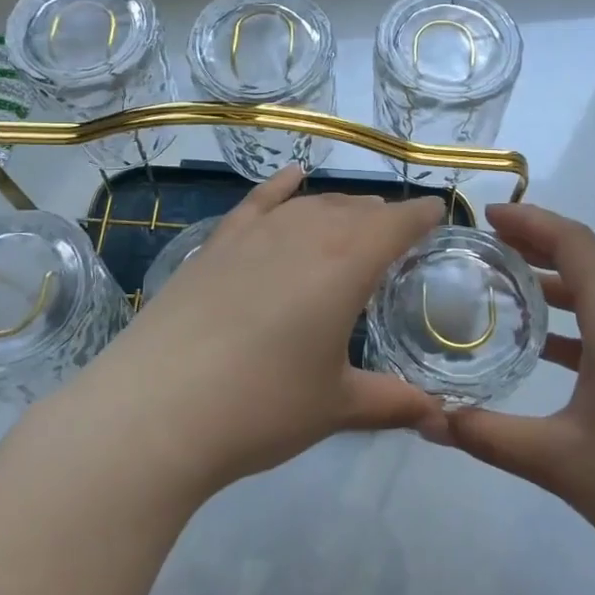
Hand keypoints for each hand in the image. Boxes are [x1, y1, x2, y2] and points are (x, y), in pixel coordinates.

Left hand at [72, 166, 446, 495]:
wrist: (155, 412)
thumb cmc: (261, 407)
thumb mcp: (335, 407)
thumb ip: (392, 402)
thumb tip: (439, 418)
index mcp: (345, 264)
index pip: (396, 224)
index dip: (422, 216)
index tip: (438, 215)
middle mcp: (304, 234)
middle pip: (354, 209)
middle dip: (382, 217)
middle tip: (397, 236)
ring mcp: (254, 235)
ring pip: (310, 204)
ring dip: (339, 207)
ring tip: (354, 218)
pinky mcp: (215, 244)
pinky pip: (257, 202)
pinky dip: (279, 187)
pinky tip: (292, 176)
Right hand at [440, 203, 594, 594]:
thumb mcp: (557, 461)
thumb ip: (487, 436)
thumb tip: (426, 423)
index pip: (575, 244)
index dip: (530, 221)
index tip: (487, 217)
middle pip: (588, 262)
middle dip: (536, 247)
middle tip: (483, 248)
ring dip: (555, 285)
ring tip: (504, 290)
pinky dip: (576, 322)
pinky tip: (545, 349)